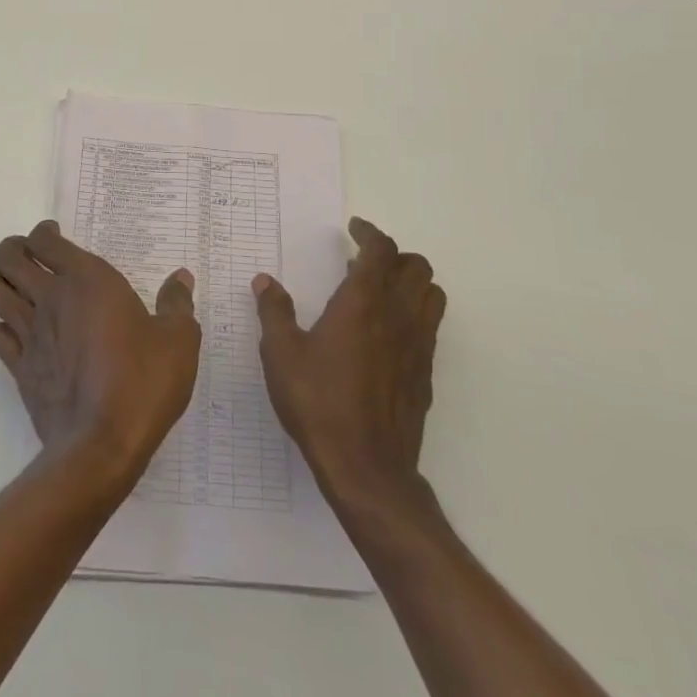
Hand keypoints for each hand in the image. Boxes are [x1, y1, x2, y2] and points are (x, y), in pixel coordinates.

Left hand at [0, 221, 199, 478]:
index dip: (44, 232)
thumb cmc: (143, 381)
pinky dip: (4, 329)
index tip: (55, 236)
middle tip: (32, 258)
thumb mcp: (178, 340)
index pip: (44, 239)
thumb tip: (181, 278)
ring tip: (20, 290)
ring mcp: (30, 333)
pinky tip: (23, 336)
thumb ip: (178, 303)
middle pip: (7, 256)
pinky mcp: (19, 368)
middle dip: (13, 250)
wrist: (102, 444)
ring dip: (0, 283)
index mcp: (86, 279)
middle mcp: (50, 297)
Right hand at [253, 217, 444, 502]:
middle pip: (416, 266)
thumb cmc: (319, 403)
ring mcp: (417, 346)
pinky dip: (415, 313)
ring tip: (380, 291)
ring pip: (431, 294)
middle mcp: (397, 316)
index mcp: (363, 302)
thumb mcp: (282, 354)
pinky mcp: (425, 374)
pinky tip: (386, 333)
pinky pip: (430, 327)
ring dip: (411, 282)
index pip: (381, 250)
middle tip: (363, 261)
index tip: (354, 228)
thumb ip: (274, 312)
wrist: (367, 468)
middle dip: (394, 255)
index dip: (370, 232)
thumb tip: (265, 282)